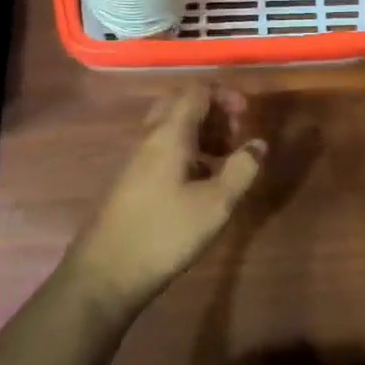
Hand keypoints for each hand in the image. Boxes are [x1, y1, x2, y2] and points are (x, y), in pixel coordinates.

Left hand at [69, 83, 266, 312]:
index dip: (225, 94)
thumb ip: (241, 169)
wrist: (106, 272)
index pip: (196, 91)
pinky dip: (186, 150)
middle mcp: (149, 137)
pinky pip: (162, 148)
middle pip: (180, 103)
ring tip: (225, 157)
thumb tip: (258, 143)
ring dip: (200, 131)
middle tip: (235, 132)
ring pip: (170, 127)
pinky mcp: (131, 179)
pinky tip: (201, 180)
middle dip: (212, 110)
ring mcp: (136, 158)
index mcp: (169, 133)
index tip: (248, 114)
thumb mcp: (215, 204)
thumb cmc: (165, 233)